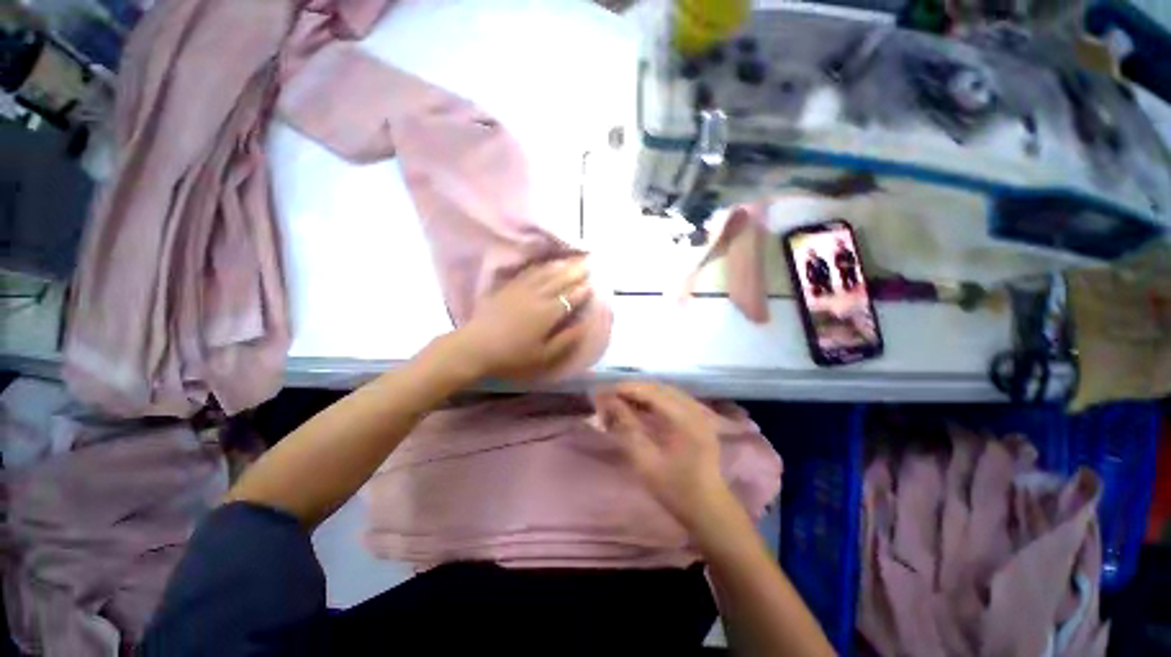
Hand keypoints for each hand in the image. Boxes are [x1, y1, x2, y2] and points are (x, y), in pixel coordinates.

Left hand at [452, 258, 592, 380]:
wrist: (475, 347)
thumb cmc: (512, 356)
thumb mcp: (544, 355)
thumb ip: (566, 339)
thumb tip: (585, 325)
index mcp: (548, 313)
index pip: (570, 297)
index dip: (582, 290)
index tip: (593, 283)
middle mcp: (537, 296)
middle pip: (560, 280)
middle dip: (576, 271)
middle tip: (589, 263)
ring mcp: (521, 290)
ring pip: (545, 273)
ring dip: (561, 265)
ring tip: (572, 259)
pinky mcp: (508, 288)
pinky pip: (528, 272)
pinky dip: (540, 266)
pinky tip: (545, 264)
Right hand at [592, 382, 733, 531]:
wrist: (708, 510)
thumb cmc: (674, 489)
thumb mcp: (645, 460)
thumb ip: (627, 426)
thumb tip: (609, 402)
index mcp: (685, 419)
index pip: (652, 392)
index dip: (627, 389)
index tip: (605, 392)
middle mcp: (694, 409)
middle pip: (660, 388)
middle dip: (634, 390)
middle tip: (612, 397)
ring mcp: (700, 414)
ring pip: (667, 392)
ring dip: (644, 394)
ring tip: (623, 401)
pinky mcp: (700, 420)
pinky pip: (674, 400)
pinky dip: (656, 401)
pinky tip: (643, 408)